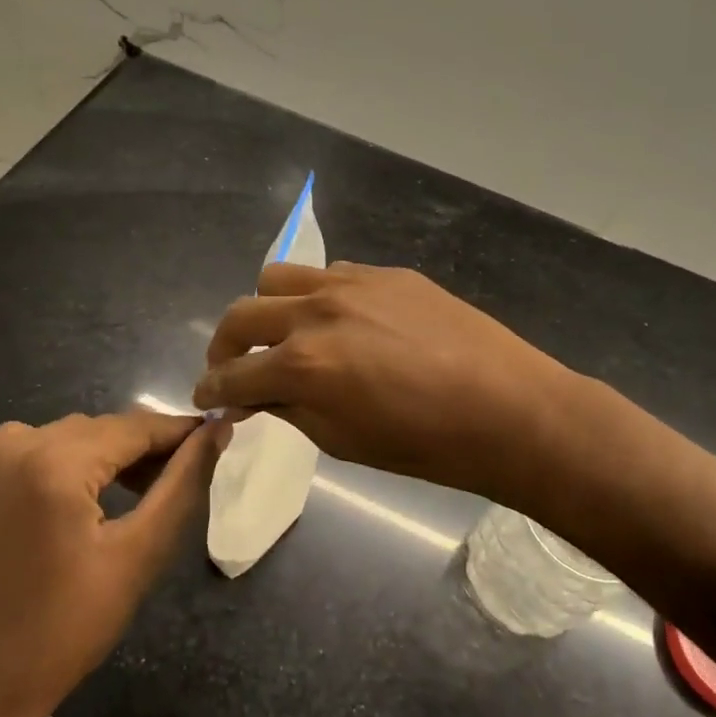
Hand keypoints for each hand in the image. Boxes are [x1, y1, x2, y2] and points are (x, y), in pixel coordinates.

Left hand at [0, 410, 225, 716]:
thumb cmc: (63, 630)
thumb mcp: (137, 556)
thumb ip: (182, 483)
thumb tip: (218, 428)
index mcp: (53, 461)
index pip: (134, 426)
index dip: (177, 433)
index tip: (212, 438)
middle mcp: (7, 445)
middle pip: (95, 430)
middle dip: (136, 450)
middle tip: (169, 481)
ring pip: (57, 439)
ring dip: (93, 459)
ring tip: (121, 497)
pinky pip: (18, 458)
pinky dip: (48, 471)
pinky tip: (62, 510)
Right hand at [193, 263, 581, 511]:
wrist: (507, 407)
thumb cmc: (425, 444)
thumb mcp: (343, 441)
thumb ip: (290, 408)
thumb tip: (258, 395)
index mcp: (303, 365)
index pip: (233, 374)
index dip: (212, 391)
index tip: (207, 398)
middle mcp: (317, 312)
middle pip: (242, 314)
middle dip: (225, 346)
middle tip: (234, 368)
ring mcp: (353, 283)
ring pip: (278, 277)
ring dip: (266, 308)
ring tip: (283, 334)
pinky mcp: (386, 272)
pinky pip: (330, 273)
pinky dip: (315, 297)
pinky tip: (340, 321)